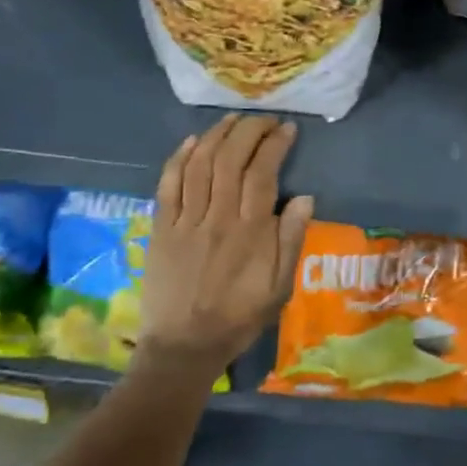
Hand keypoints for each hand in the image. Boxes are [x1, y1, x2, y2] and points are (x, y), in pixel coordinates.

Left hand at [140, 114, 313, 372]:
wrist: (184, 346)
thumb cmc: (239, 316)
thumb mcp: (280, 286)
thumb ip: (291, 240)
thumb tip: (305, 198)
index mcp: (250, 231)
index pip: (263, 172)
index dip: (275, 144)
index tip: (287, 129)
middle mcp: (217, 218)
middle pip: (231, 159)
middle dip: (249, 130)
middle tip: (263, 119)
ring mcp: (185, 221)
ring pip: (200, 165)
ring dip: (217, 135)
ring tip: (233, 120)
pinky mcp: (161, 229)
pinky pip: (168, 185)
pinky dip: (178, 159)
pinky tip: (191, 141)